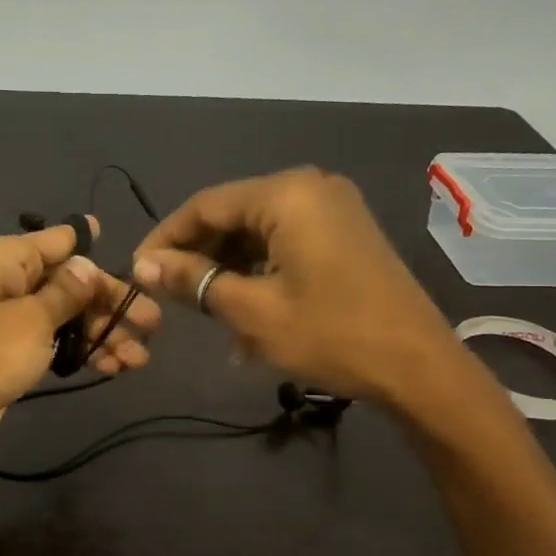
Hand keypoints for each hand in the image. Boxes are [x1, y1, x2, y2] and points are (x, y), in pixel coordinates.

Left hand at [0, 216, 159, 463]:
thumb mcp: (32, 319)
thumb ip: (67, 292)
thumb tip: (87, 263)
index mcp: (9, 259)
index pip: (62, 241)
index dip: (97, 250)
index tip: (137, 266)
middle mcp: (11, 282)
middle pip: (72, 283)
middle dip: (111, 304)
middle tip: (153, 326)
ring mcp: (12, 320)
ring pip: (69, 317)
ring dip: (104, 333)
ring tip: (139, 359)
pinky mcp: (14, 354)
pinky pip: (57, 343)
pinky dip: (84, 352)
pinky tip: (114, 368)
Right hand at [132, 168, 458, 403]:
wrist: (419, 367)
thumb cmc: (331, 334)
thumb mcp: (251, 310)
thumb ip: (193, 280)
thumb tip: (142, 265)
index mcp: (286, 194)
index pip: (205, 206)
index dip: (166, 238)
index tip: (137, 271)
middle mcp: (310, 187)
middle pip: (232, 215)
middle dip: (198, 256)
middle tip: (169, 295)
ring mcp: (333, 209)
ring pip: (258, 232)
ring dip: (228, 269)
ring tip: (205, 312)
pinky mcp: (345, 234)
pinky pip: (286, 242)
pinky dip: (259, 271)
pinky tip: (244, 310)